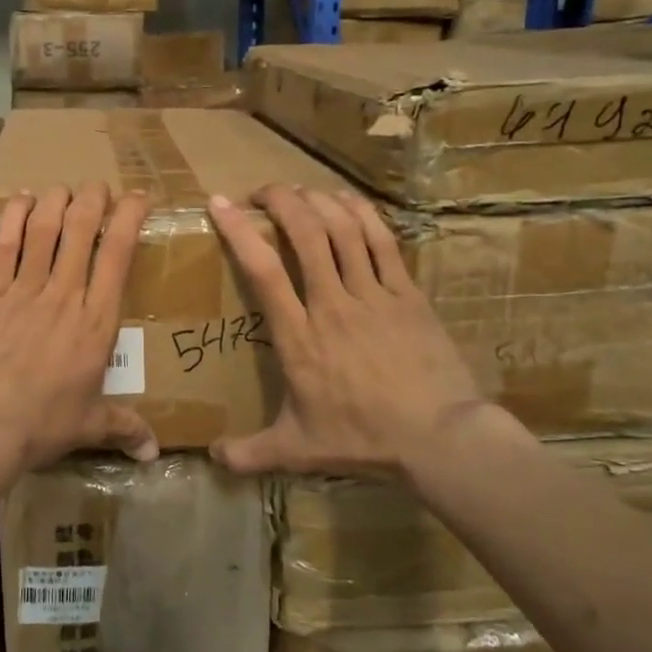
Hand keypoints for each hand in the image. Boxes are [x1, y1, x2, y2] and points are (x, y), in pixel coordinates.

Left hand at [0, 182, 158, 471]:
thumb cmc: (42, 424)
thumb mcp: (89, 425)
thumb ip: (125, 428)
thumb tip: (154, 452)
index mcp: (97, 322)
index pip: (118, 255)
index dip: (129, 218)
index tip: (137, 198)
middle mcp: (65, 294)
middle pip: (82, 230)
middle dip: (93, 199)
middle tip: (97, 187)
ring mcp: (24, 290)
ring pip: (45, 229)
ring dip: (57, 201)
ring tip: (64, 188)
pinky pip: (4, 244)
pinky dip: (14, 217)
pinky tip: (22, 199)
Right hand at [207, 184, 489, 481]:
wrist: (439, 438)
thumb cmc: (362, 439)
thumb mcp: (298, 449)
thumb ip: (251, 452)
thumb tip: (211, 459)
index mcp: (299, 337)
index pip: (263, 271)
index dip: (239, 231)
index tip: (221, 203)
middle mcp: (332, 304)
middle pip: (305, 234)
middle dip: (281, 201)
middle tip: (262, 192)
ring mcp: (374, 295)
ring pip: (344, 230)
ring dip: (318, 202)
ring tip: (299, 192)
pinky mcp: (407, 294)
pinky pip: (382, 241)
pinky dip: (362, 213)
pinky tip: (346, 200)